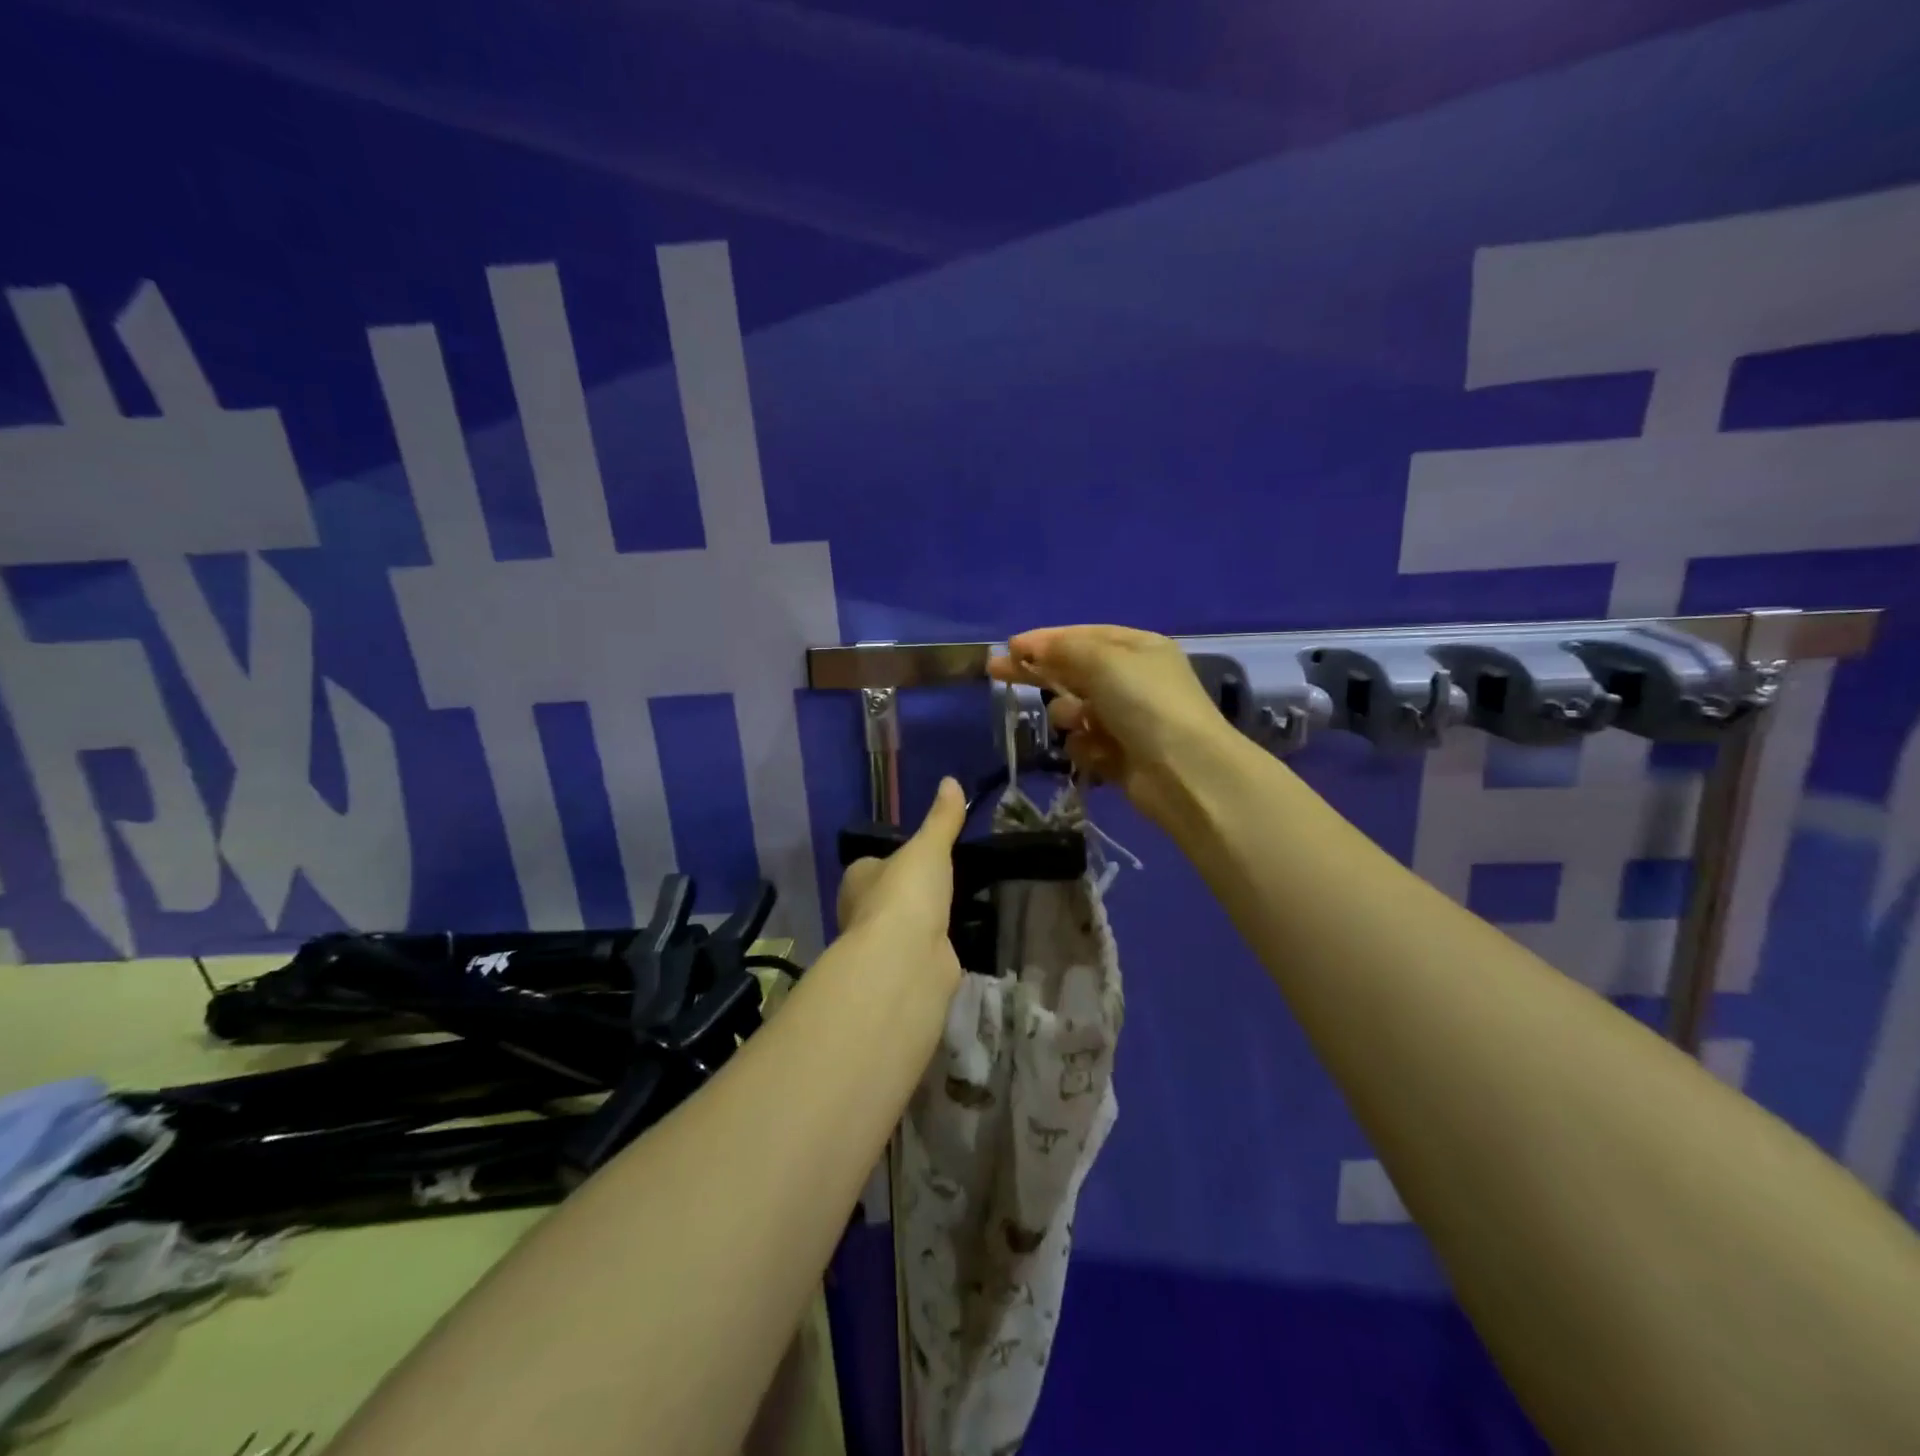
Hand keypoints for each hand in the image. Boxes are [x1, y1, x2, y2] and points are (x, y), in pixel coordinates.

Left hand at [836, 776, 965, 992]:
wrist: (906, 960)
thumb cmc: (906, 894)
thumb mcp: (929, 847)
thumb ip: (941, 819)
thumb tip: (951, 781)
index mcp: (857, 879)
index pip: (871, 865)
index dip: (891, 859)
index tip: (919, 856)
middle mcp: (862, 912)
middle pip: (887, 896)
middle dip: (910, 892)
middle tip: (945, 879)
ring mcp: (883, 945)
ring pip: (905, 926)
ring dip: (925, 920)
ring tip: (959, 905)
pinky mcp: (905, 970)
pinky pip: (924, 951)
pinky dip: (938, 946)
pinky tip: (959, 937)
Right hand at [987, 626, 1235, 823]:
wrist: (1185, 771)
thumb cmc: (1146, 703)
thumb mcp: (1104, 661)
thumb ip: (1064, 650)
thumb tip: (1032, 647)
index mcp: (1136, 649)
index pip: (1082, 636)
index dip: (1045, 640)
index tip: (1010, 647)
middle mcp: (1132, 680)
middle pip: (1074, 671)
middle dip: (1038, 672)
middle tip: (996, 671)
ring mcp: (1126, 720)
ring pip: (1075, 711)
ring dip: (1069, 714)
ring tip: (1078, 722)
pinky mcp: (1119, 756)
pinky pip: (1084, 744)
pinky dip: (1085, 747)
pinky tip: (1096, 751)